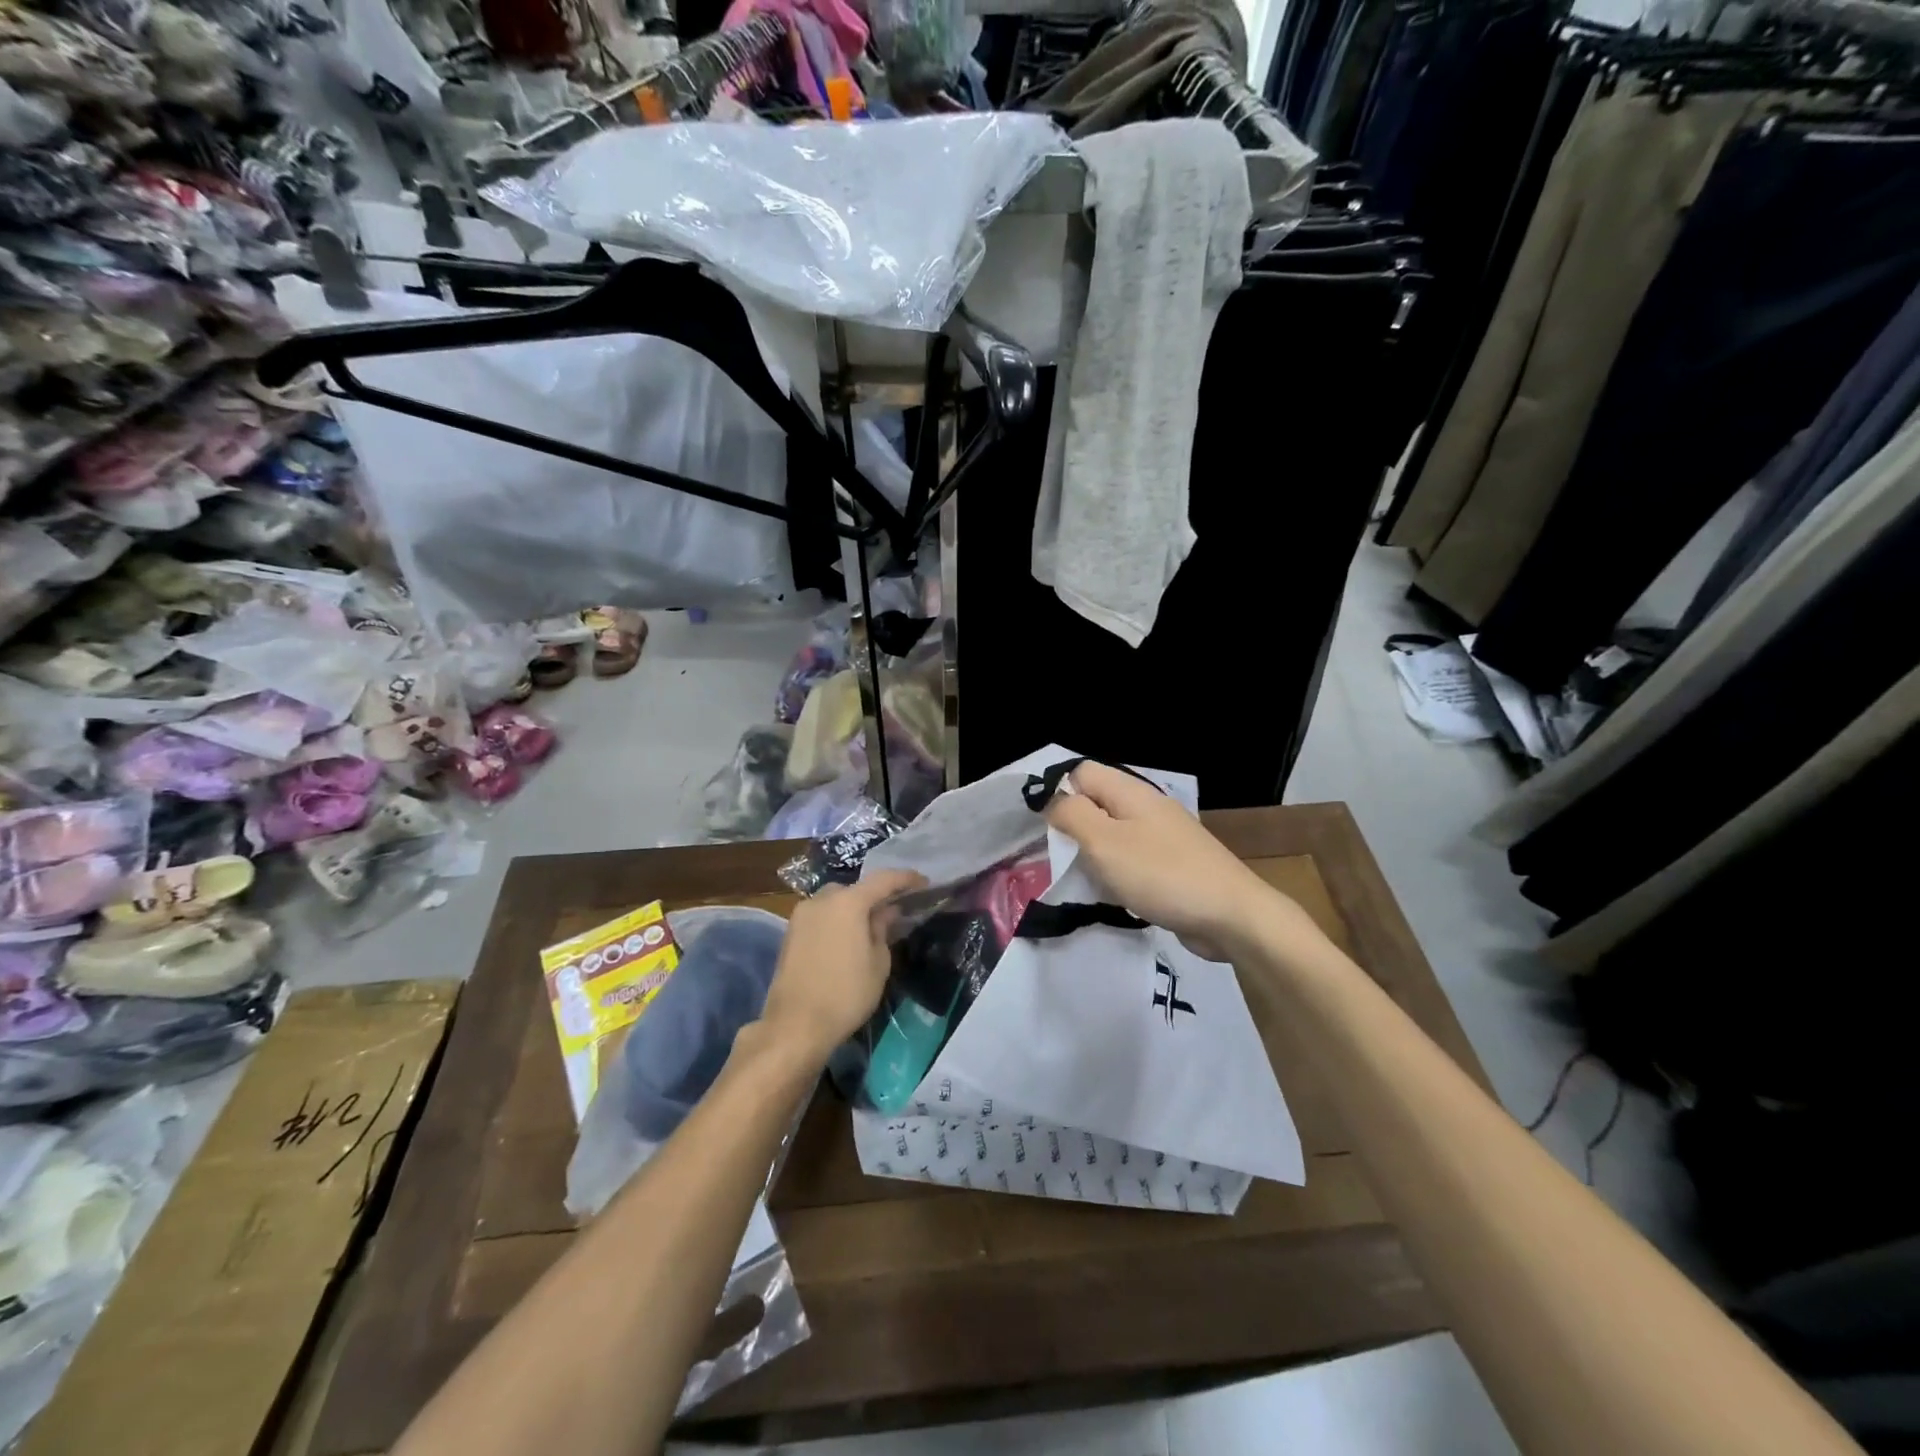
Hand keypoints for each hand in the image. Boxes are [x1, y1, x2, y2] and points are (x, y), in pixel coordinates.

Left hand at [759, 870, 926, 1065]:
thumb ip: (882, 930)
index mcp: (848, 902)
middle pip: (855, 889)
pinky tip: (847, 939)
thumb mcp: (878, 963)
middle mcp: (821, 900)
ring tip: (870, 927)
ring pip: (834, 901)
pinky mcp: (790, 933)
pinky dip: (837, 920)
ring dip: (853, 908)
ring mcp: (801, 915)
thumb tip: (886, 912)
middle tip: (894, 911)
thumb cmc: (846, 994)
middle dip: (875, 896)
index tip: (924, 882)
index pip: (883, 880)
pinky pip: (821, 916)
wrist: (795, 1025)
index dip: (906, 879)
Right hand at [1043, 762, 1285, 961]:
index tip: (1045, 828)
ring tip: (1086, 879)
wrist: (1231, 916)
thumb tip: (1052, 800)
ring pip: (1113, 832)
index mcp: (1130, 792)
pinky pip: (1133, 858)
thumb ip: (1072, 815)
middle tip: (1061, 857)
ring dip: (1095, 854)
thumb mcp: (1103, 842)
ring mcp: (1163, 835)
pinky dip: (1118, 872)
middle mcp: (1147, 806)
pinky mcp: (1173, 863)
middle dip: (1074, 826)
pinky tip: (1116, 894)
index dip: (1058, 792)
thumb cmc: (1161, 874)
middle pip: (1097, 802)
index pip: (1081, 772)